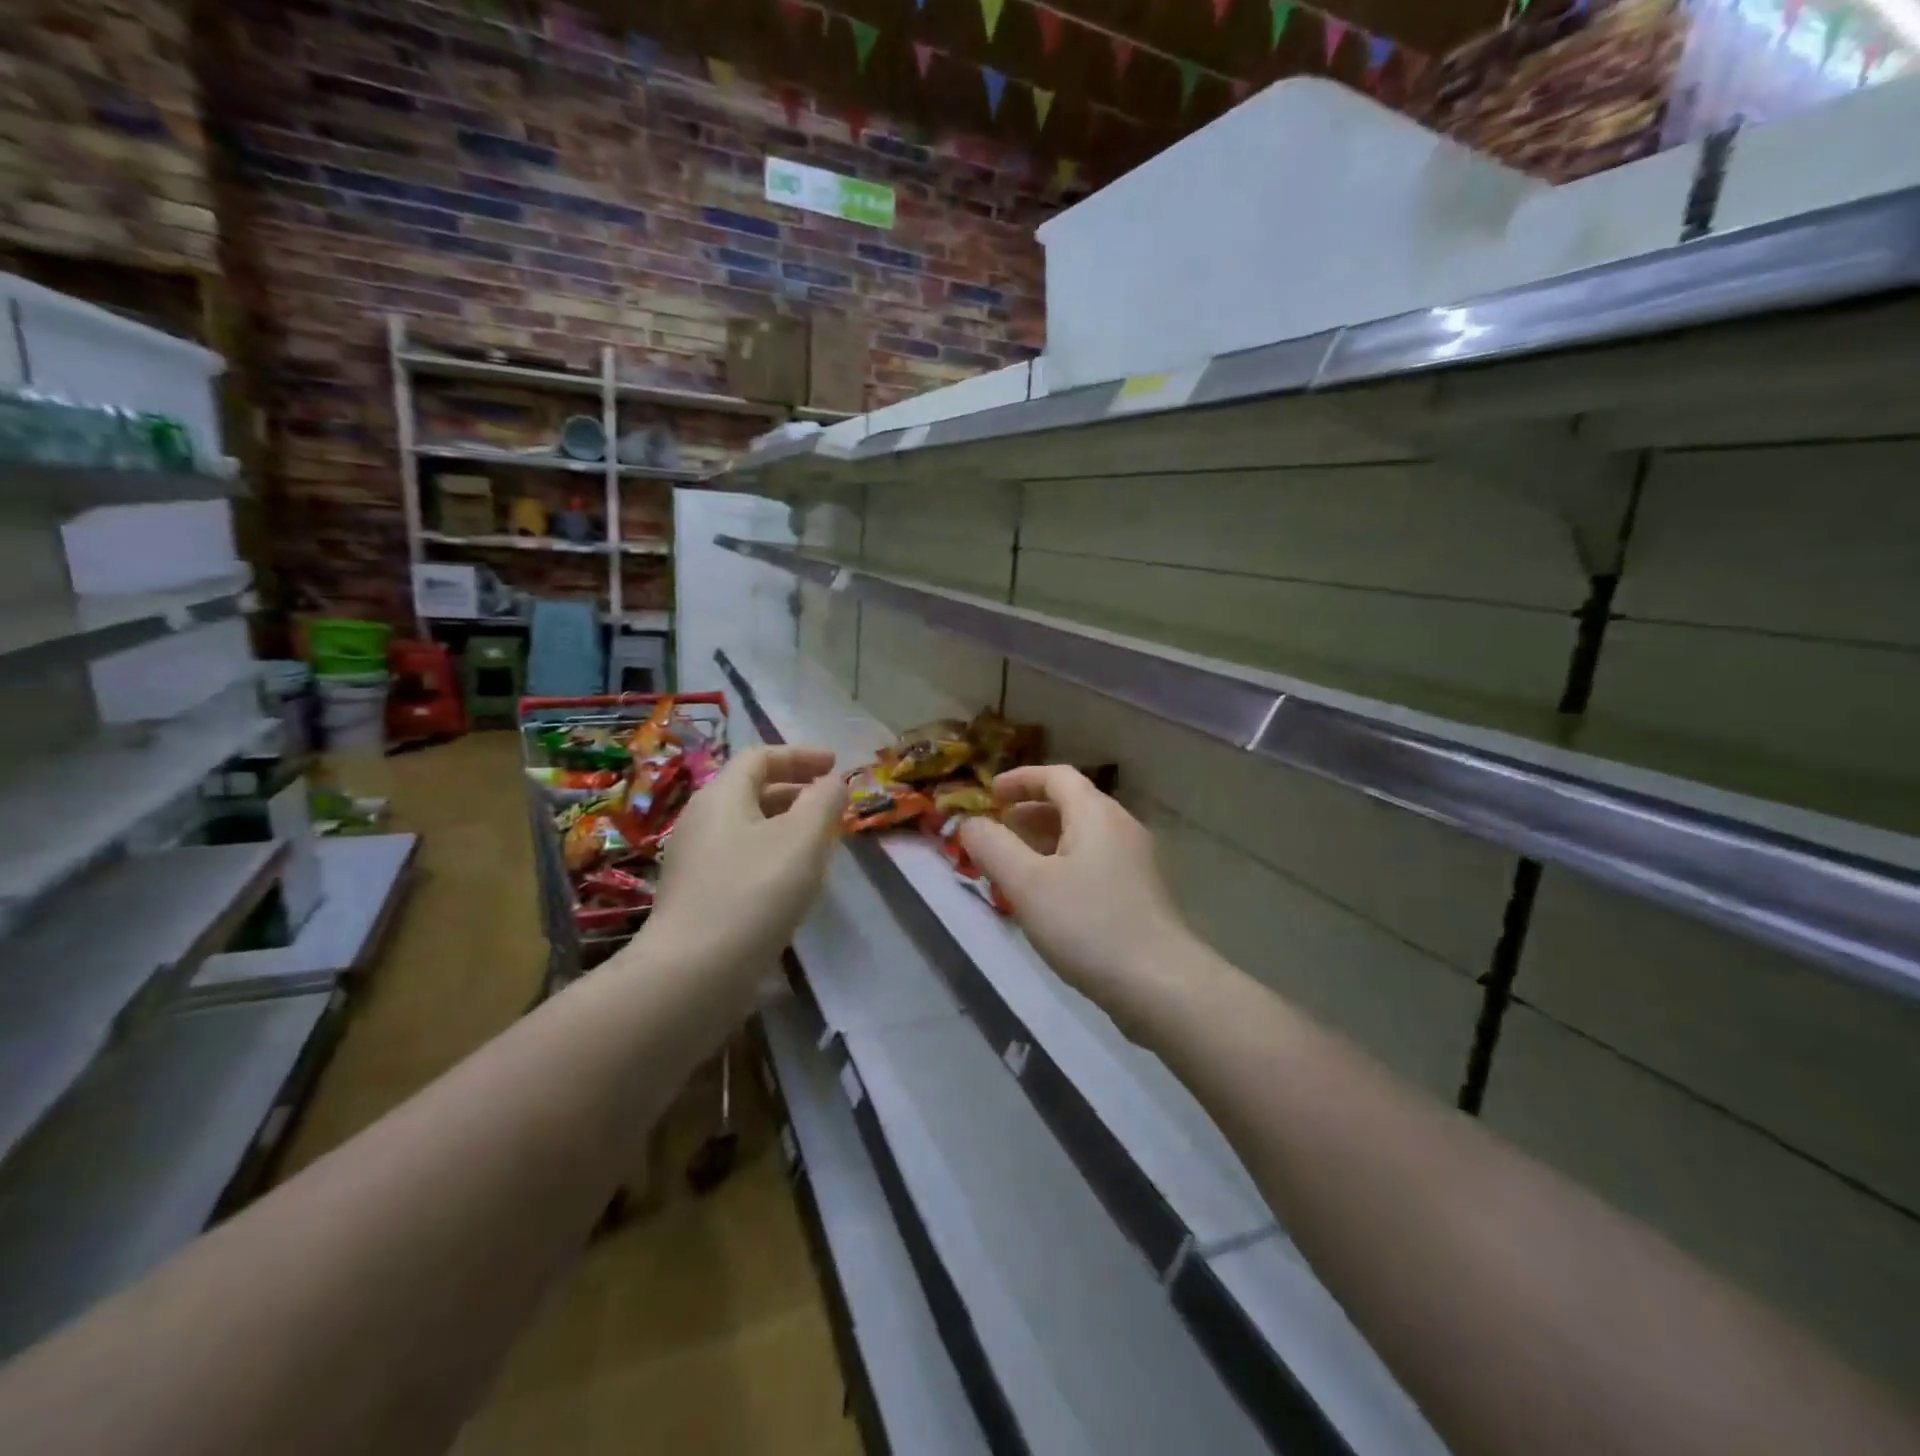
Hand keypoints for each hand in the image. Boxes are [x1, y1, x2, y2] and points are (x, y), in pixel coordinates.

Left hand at [647, 746, 847, 966]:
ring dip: (786, 826)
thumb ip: (824, 800)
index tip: (836, 766)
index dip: (800, 756)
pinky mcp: (697, 898)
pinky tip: (793, 883)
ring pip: (748, 828)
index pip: (760, 757)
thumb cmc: (754, 891)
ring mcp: (695, 862)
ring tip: (820, 844)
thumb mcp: (803, 837)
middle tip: (832, 806)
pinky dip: (772, 856)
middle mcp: (702, 822)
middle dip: (796, 791)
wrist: (693, 973)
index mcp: (721, 796)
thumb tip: (833, 782)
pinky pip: (741, 859)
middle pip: (751, 791)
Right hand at [959, 766, 1199, 1021]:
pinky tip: (1044, 897)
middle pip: (1070, 804)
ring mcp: (1133, 862)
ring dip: (1043, 841)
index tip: (989, 794)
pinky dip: (1061, 864)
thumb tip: (970, 823)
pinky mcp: (1137, 893)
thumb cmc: (1088, 924)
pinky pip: (1091, 862)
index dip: (1020, 779)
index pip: (1056, 776)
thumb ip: (992, 847)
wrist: (1160, 984)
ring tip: (1011, 865)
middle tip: (995, 832)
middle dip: (1028, 812)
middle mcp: (1120, 827)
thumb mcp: (1027, 884)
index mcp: (1096, 813)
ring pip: (1081, 836)